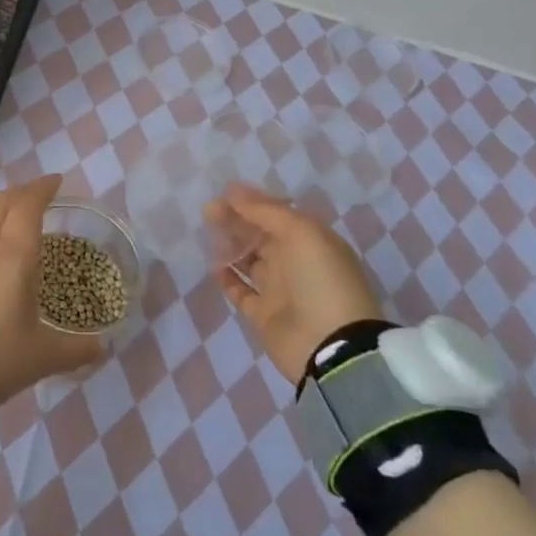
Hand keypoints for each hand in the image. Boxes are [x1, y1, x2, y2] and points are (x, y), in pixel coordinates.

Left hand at [0, 175, 107, 411]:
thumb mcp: (43, 357)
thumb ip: (77, 349)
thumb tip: (102, 347)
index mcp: (14, 255)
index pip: (28, 205)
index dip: (43, 188)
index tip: (57, 181)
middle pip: (3, 203)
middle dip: (24, 193)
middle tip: (43, 197)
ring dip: (6, 214)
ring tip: (23, 227)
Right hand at [205, 183, 383, 383]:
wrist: (330, 345)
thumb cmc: (320, 279)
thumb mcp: (300, 233)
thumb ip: (265, 210)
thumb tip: (233, 191)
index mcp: (310, 240)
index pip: (277, 214)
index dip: (252, 202)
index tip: (224, 192)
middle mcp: (295, 262)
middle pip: (259, 235)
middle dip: (235, 220)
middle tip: (207, 209)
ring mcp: (279, 289)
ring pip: (249, 260)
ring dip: (229, 245)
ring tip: (206, 232)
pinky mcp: (263, 314)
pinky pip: (240, 291)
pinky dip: (227, 278)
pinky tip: (212, 265)